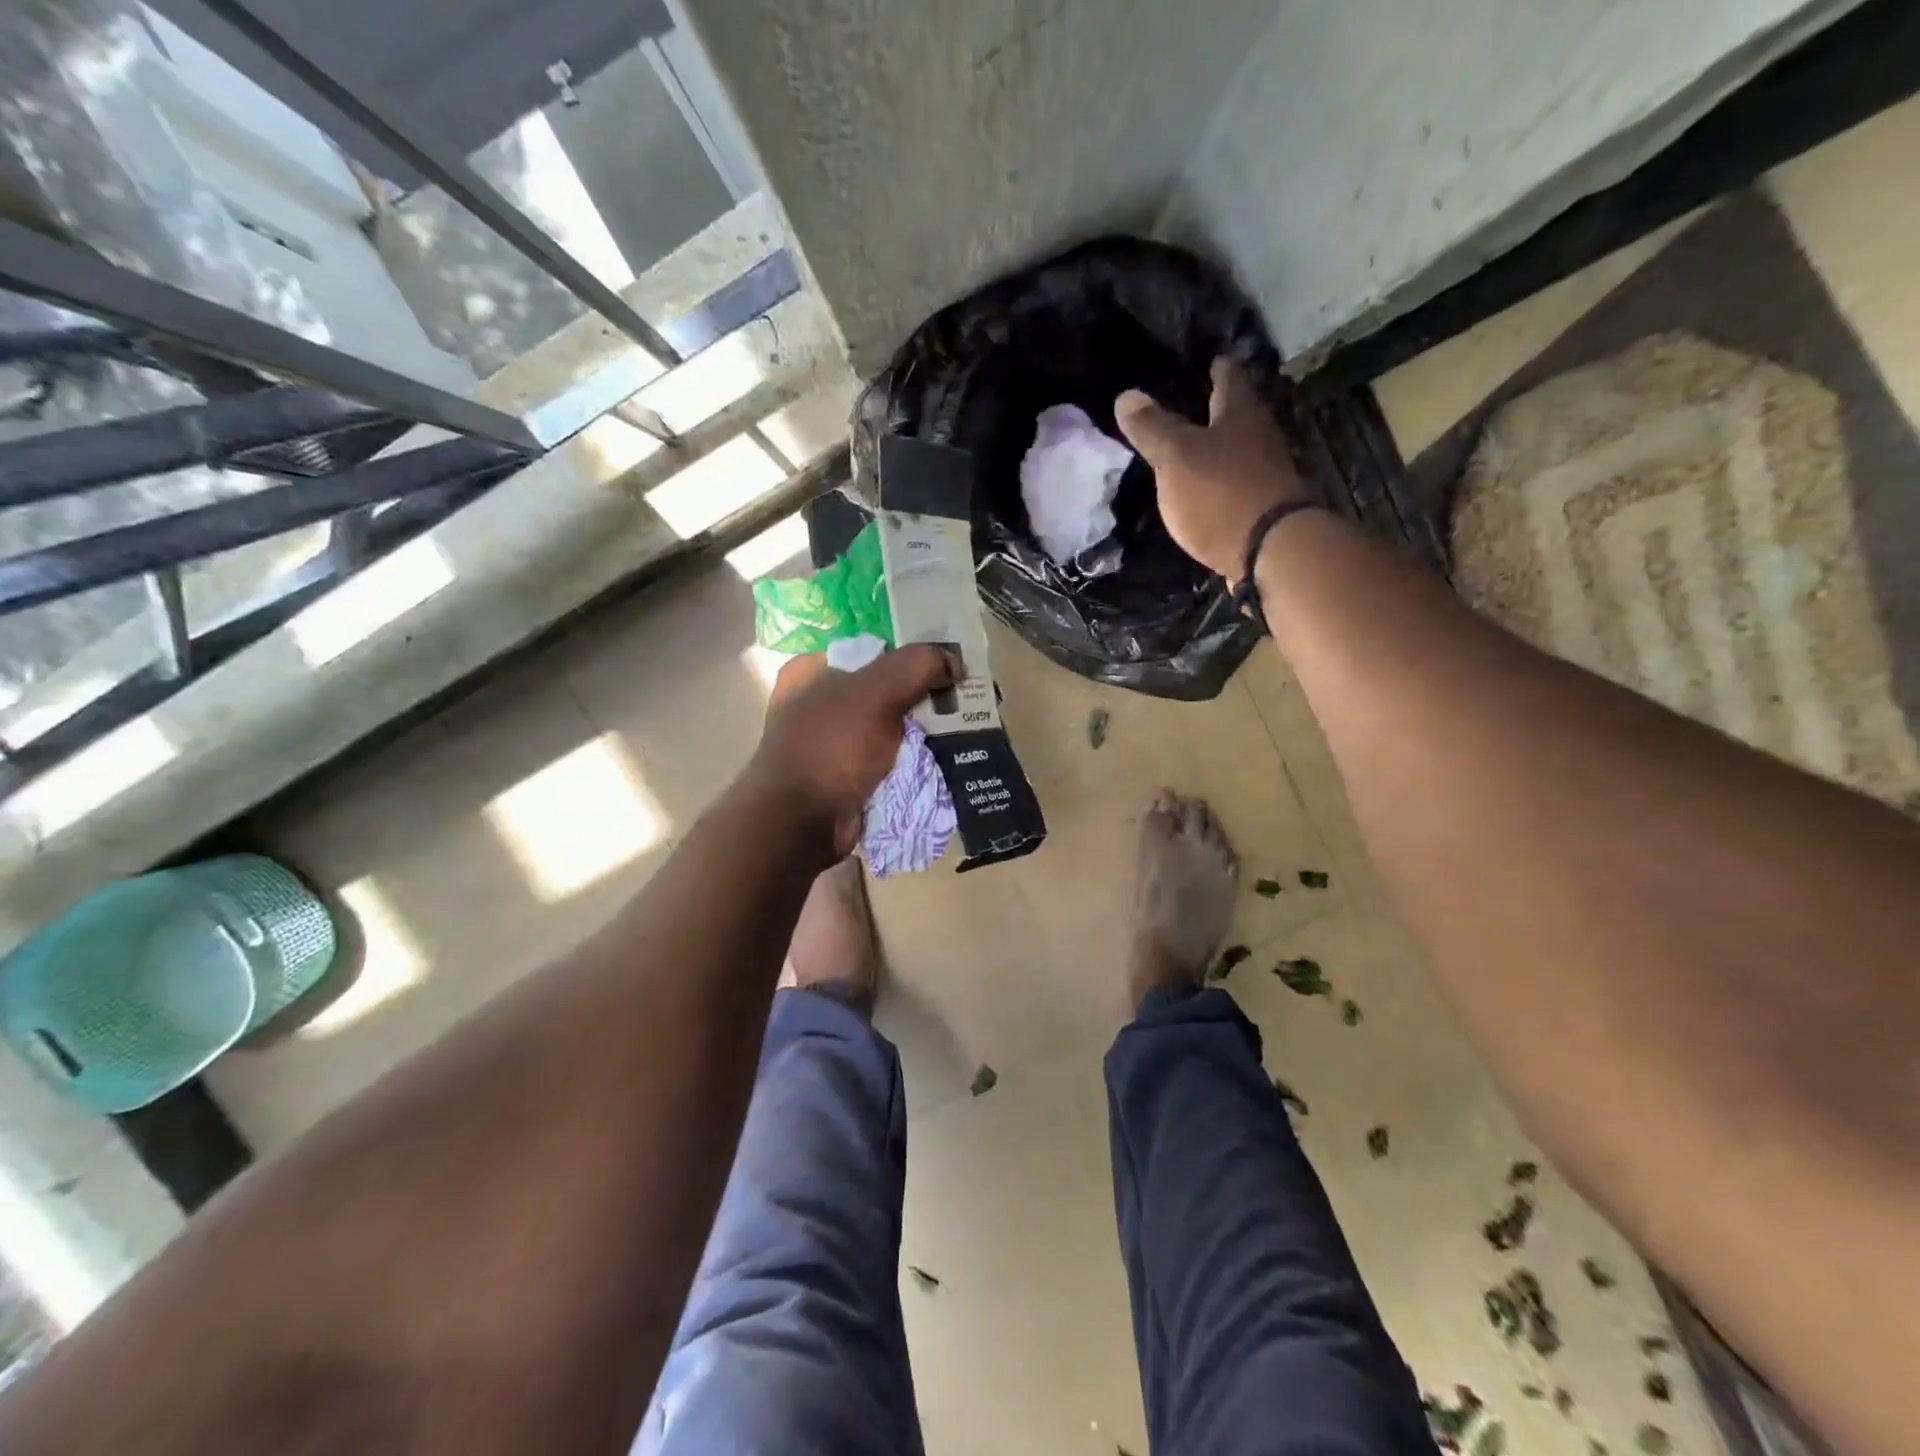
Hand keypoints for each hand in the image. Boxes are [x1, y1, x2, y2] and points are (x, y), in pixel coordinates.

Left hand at [752, 644, 958, 856]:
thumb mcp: (874, 694)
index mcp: (812, 671)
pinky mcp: (845, 777)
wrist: (800, 824)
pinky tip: (942, 760)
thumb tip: (953, 660)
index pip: (873, 650)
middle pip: (885, 689)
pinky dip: (911, 762)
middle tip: (962, 700)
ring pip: (890, 727)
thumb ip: (915, 666)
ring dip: (921, 732)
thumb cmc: (830, 748)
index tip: (950, 665)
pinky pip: (888, 761)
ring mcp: (831, 743)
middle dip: (922, 696)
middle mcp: (818, 703)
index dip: (913, 654)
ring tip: (962, 730)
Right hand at [1114, 358, 1309, 580]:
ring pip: (1240, 449)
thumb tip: (1127, 395)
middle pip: (1239, 413)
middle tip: (1195, 403)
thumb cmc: (1220, 493)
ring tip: (1194, 448)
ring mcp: (1267, 473)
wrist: (1270, 550)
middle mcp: (1260, 436)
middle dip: (1219, 408)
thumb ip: (1153, 429)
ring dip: (1221, 447)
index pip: (1229, 376)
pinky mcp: (1264, 508)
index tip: (1209, 360)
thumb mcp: (1176, 457)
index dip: (1217, 367)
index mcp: (1239, 413)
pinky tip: (1206, 490)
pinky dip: (1222, 481)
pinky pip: (1239, 484)